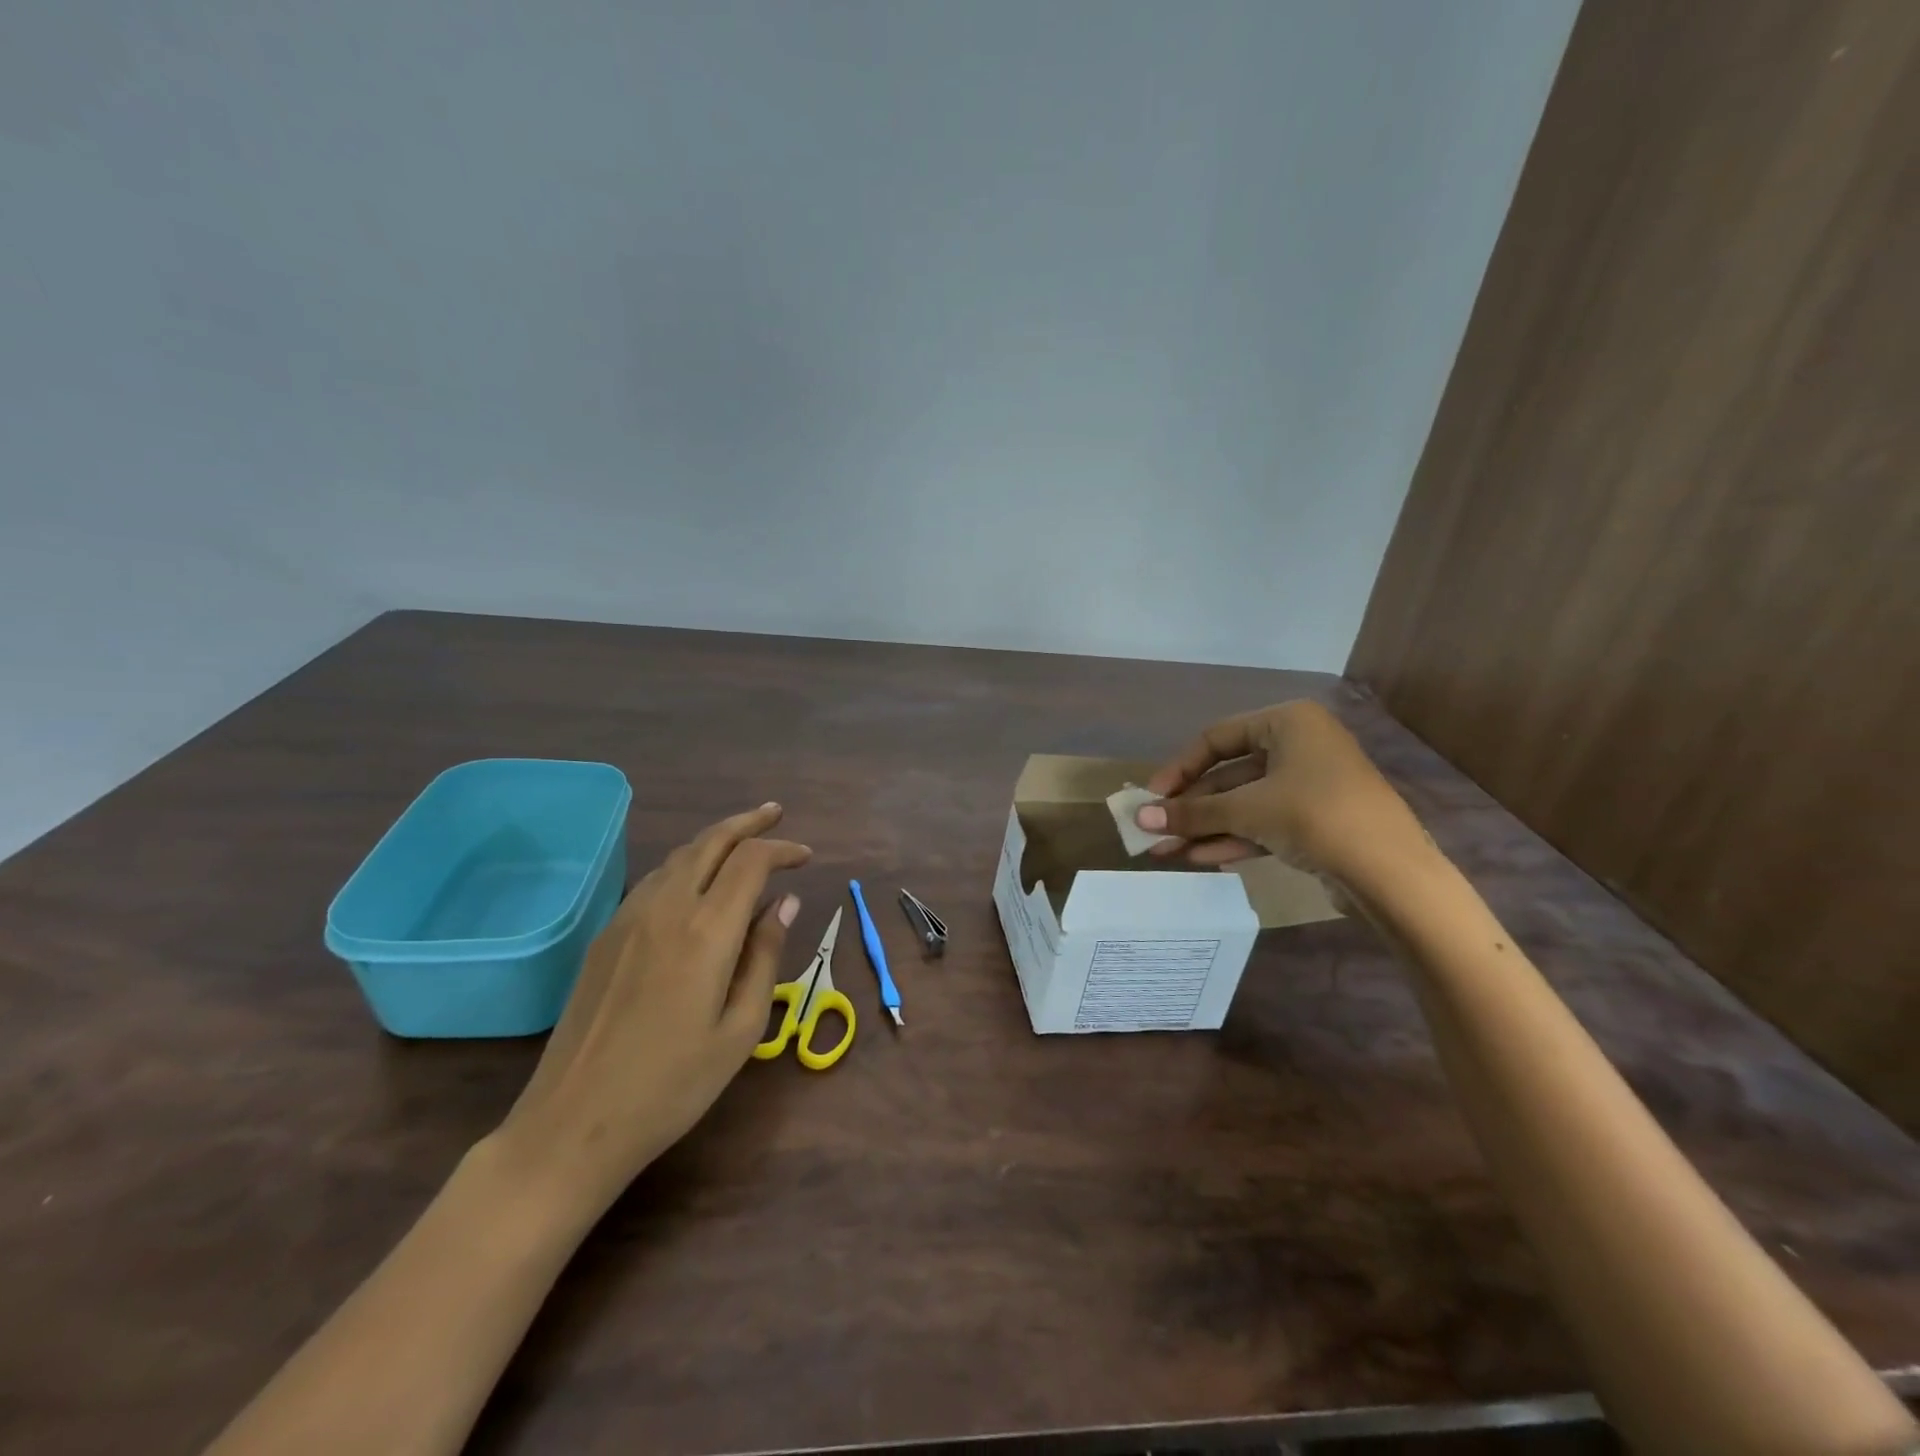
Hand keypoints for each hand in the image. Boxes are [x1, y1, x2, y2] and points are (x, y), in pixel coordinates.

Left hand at [490, 803, 809, 1222]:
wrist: (573, 1123)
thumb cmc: (673, 1085)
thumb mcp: (741, 1029)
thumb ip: (765, 956)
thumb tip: (784, 903)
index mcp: (707, 930)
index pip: (751, 861)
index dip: (783, 850)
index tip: (807, 859)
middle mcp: (667, 908)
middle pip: (711, 841)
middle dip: (748, 822)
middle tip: (775, 813)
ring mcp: (629, 918)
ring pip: (679, 856)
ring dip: (715, 840)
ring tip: (742, 841)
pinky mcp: (606, 936)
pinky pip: (654, 880)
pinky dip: (686, 864)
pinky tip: (697, 881)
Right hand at [1137, 701, 1426, 880]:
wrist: (1391, 874)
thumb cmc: (1316, 816)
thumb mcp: (1247, 810)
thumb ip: (1192, 813)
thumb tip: (1139, 820)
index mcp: (1287, 722)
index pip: (1216, 738)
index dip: (1179, 768)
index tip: (1152, 798)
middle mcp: (1298, 746)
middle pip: (1228, 774)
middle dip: (1190, 807)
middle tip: (1153, 831)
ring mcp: (1308, 785)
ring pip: (1244, 803)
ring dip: (1205, 827)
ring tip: (1166, 852)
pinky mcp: (1315, 820)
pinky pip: (1263, 822)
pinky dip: (1232, 838)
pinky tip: (1199, 858)